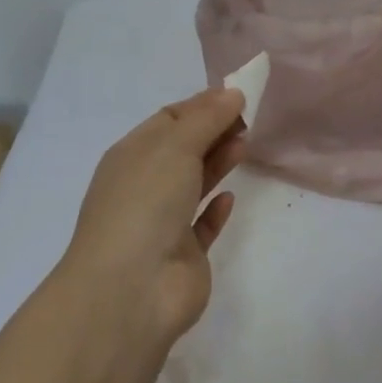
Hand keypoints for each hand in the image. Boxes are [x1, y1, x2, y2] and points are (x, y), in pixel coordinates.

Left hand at [63, 88, 245, 338]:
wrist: (131, 289)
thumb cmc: (146, 203)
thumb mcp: (174, 147)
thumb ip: (206, 119)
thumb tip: (232, 93)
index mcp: (131, 155)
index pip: (168, 120)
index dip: (201, 105)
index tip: (238, 96)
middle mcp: (144, 186)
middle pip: (183, 150)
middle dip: (213, 132)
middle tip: (250, 120)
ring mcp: (162, 223)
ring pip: (193, 184)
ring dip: (217, 163)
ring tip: (246, 145)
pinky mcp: (182, 255)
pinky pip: (201, 225)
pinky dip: (216, 210)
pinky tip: (231, 198)